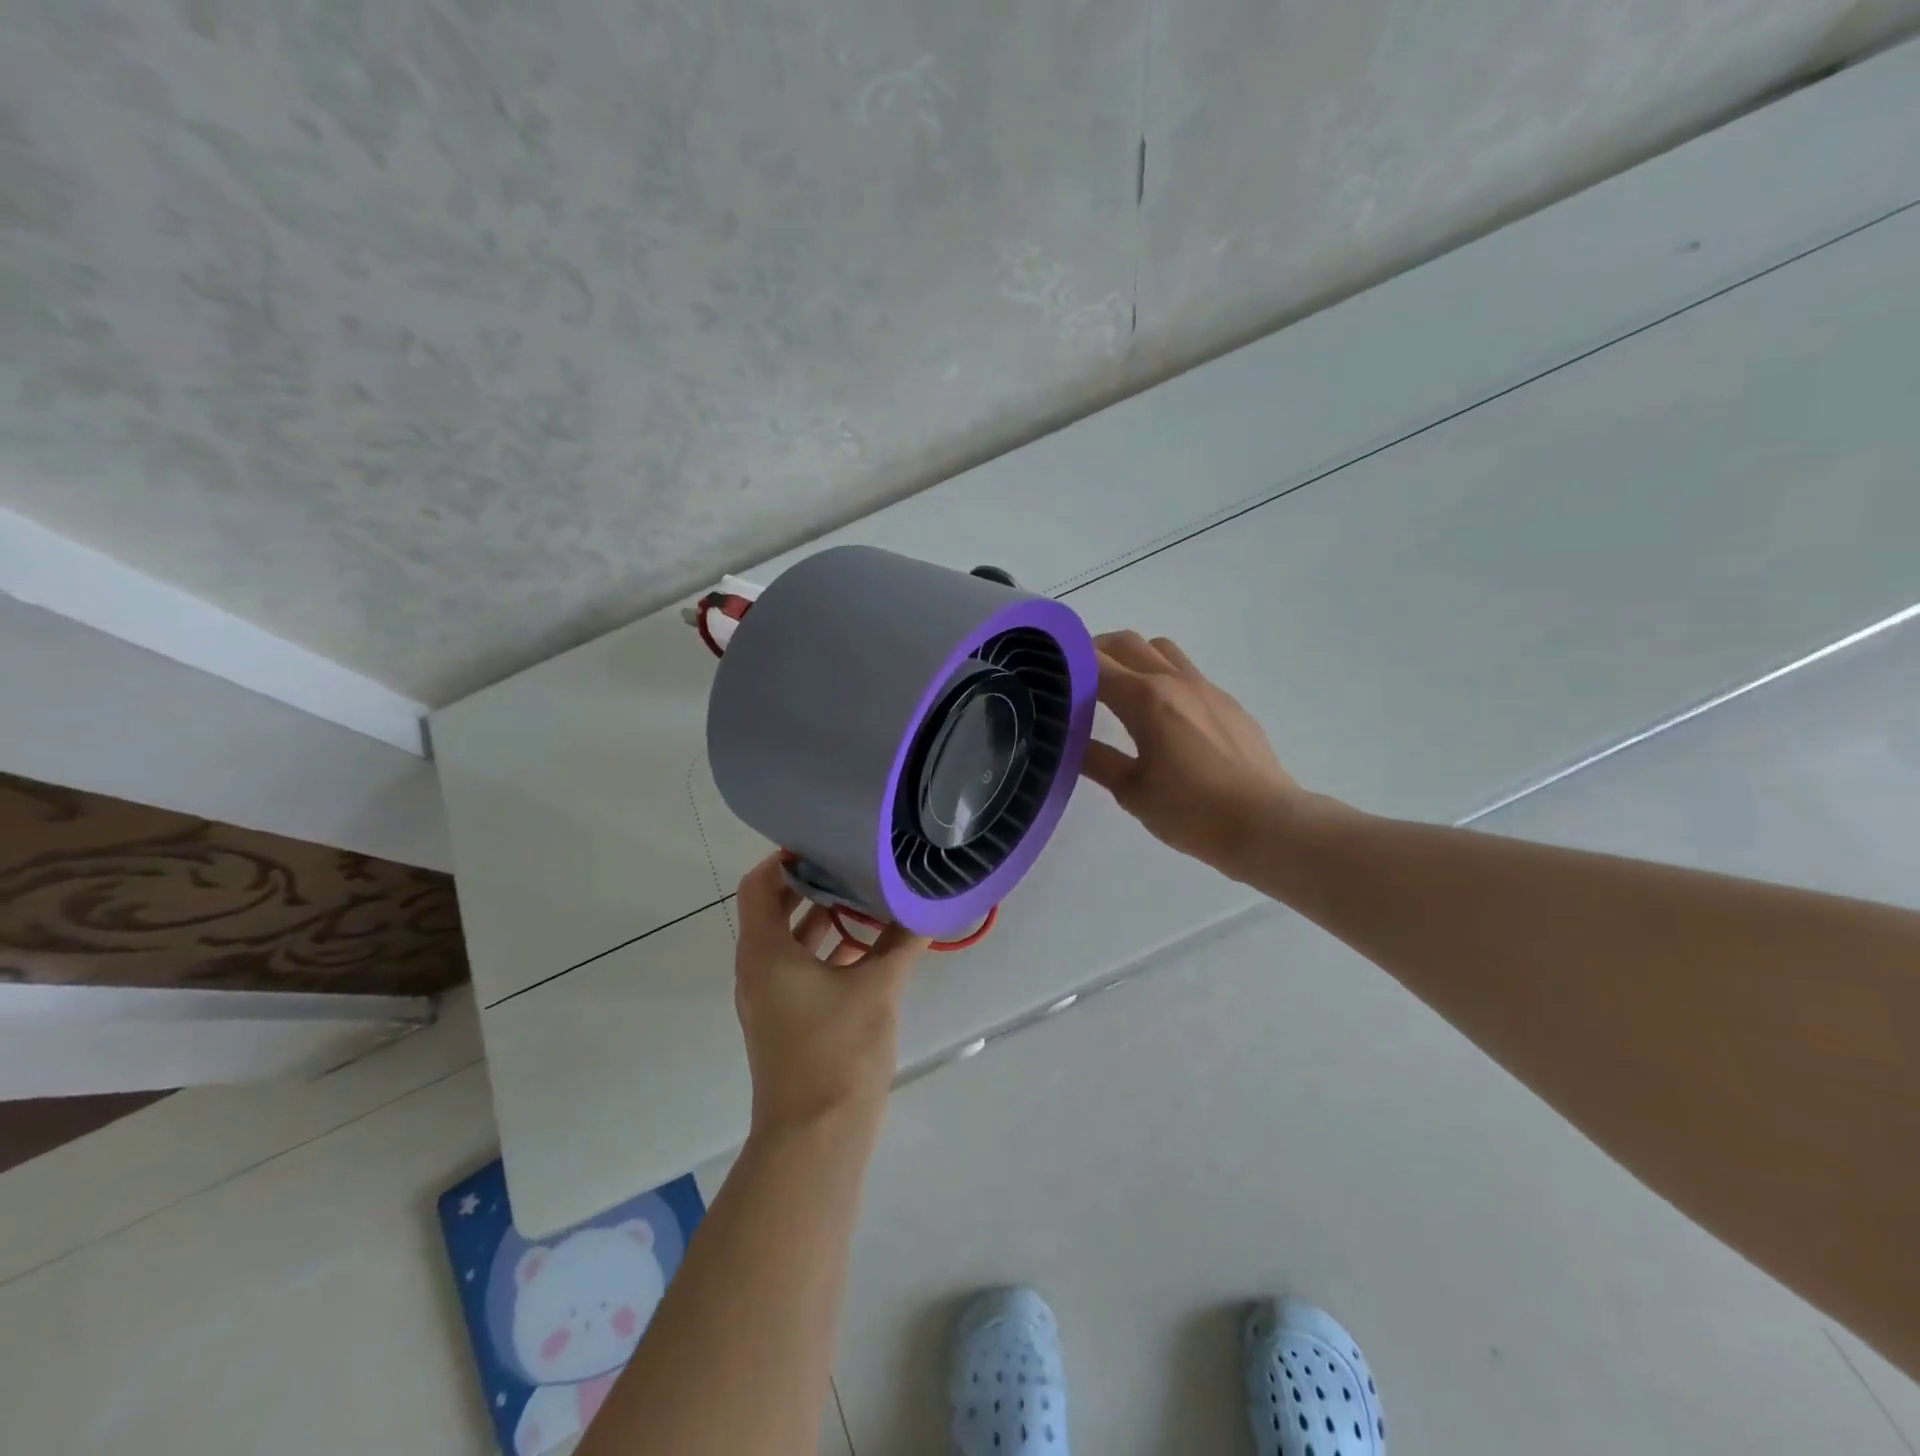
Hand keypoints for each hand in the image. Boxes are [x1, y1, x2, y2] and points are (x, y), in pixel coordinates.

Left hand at [732, 855, 929, 1137]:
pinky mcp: (785, 1021)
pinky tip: (869, 948)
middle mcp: (757, 970)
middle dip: (813, 886)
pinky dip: (827, 952)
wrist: (816, 1138)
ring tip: (868, 898)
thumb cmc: (838, 1051)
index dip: (786, 859)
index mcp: (765, 952)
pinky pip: (800, 970)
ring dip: (824, 919)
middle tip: (854, 863)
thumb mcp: (878, 988)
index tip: (825, 843)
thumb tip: (929, 908)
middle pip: (775, 910)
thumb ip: (902, 942)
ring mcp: (769, 999)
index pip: (759, 885)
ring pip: (791, 942)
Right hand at [1080, 631, 1306, 878]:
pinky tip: (1163, 716)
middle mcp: (1175, 681)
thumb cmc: (1191, 811)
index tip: (1048, 675)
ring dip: (1134, 657)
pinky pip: (1187, 672)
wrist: (1266, 824)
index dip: (1069, 663)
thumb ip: (1097, 760)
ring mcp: (1206, 688)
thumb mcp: (1132, 791)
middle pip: (1128, 642)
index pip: (1096, 662)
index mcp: (1145, 699)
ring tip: (1120, 690)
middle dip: (1097, 651)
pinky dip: (1164, 677)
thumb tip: (1068, 742)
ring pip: (1161, 649)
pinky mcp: (1228, 703)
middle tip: (1077, 678)